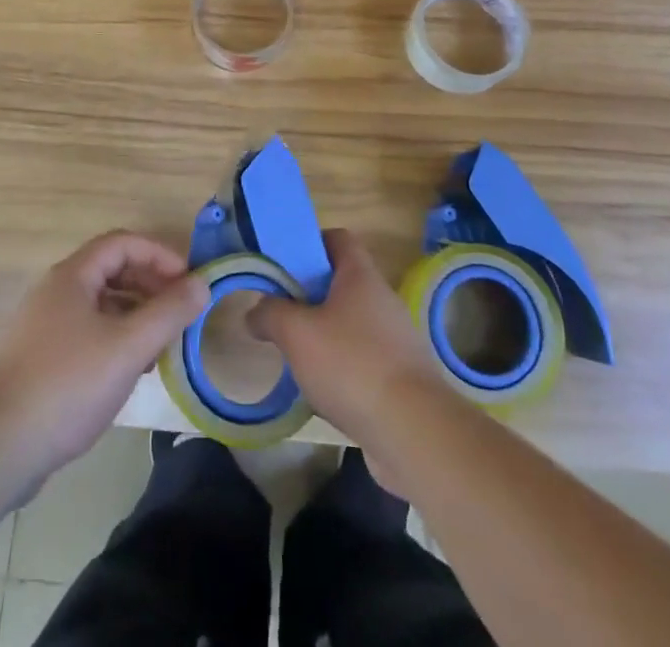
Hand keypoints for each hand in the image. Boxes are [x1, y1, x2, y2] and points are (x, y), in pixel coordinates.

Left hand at [0, 231, 209, 478]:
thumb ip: (168, 313)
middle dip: (150, 284)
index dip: (160, 255)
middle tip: (180, 312)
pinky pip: (86, 331)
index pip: (122, 243)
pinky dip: (115, 338)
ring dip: (135, 314)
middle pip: (111, 270)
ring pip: (99, 304)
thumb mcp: (128, 347)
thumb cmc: (68, 385)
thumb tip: (202, 284)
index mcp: (72, 276)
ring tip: (162, 344)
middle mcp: (55, 290)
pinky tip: (130, 370)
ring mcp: (43, 325)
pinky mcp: (39, 358)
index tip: (189, 281)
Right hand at [248, 228, 447, 444]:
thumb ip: (270, 315)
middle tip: (282, 314)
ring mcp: (397, 339)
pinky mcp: (403, 377)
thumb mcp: (297, 334)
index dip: (310, 243)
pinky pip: (364, 359)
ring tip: (298, 357)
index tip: (284, 264)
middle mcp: (383, 299)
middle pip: (342, 282)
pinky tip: (324, 392)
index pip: (338, 238)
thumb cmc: (352, 365)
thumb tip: (255, 312)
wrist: (415, 432)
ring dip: (325, 335)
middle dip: (310, 295)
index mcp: (360, 276)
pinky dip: (343, 368)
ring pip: (352, 324)